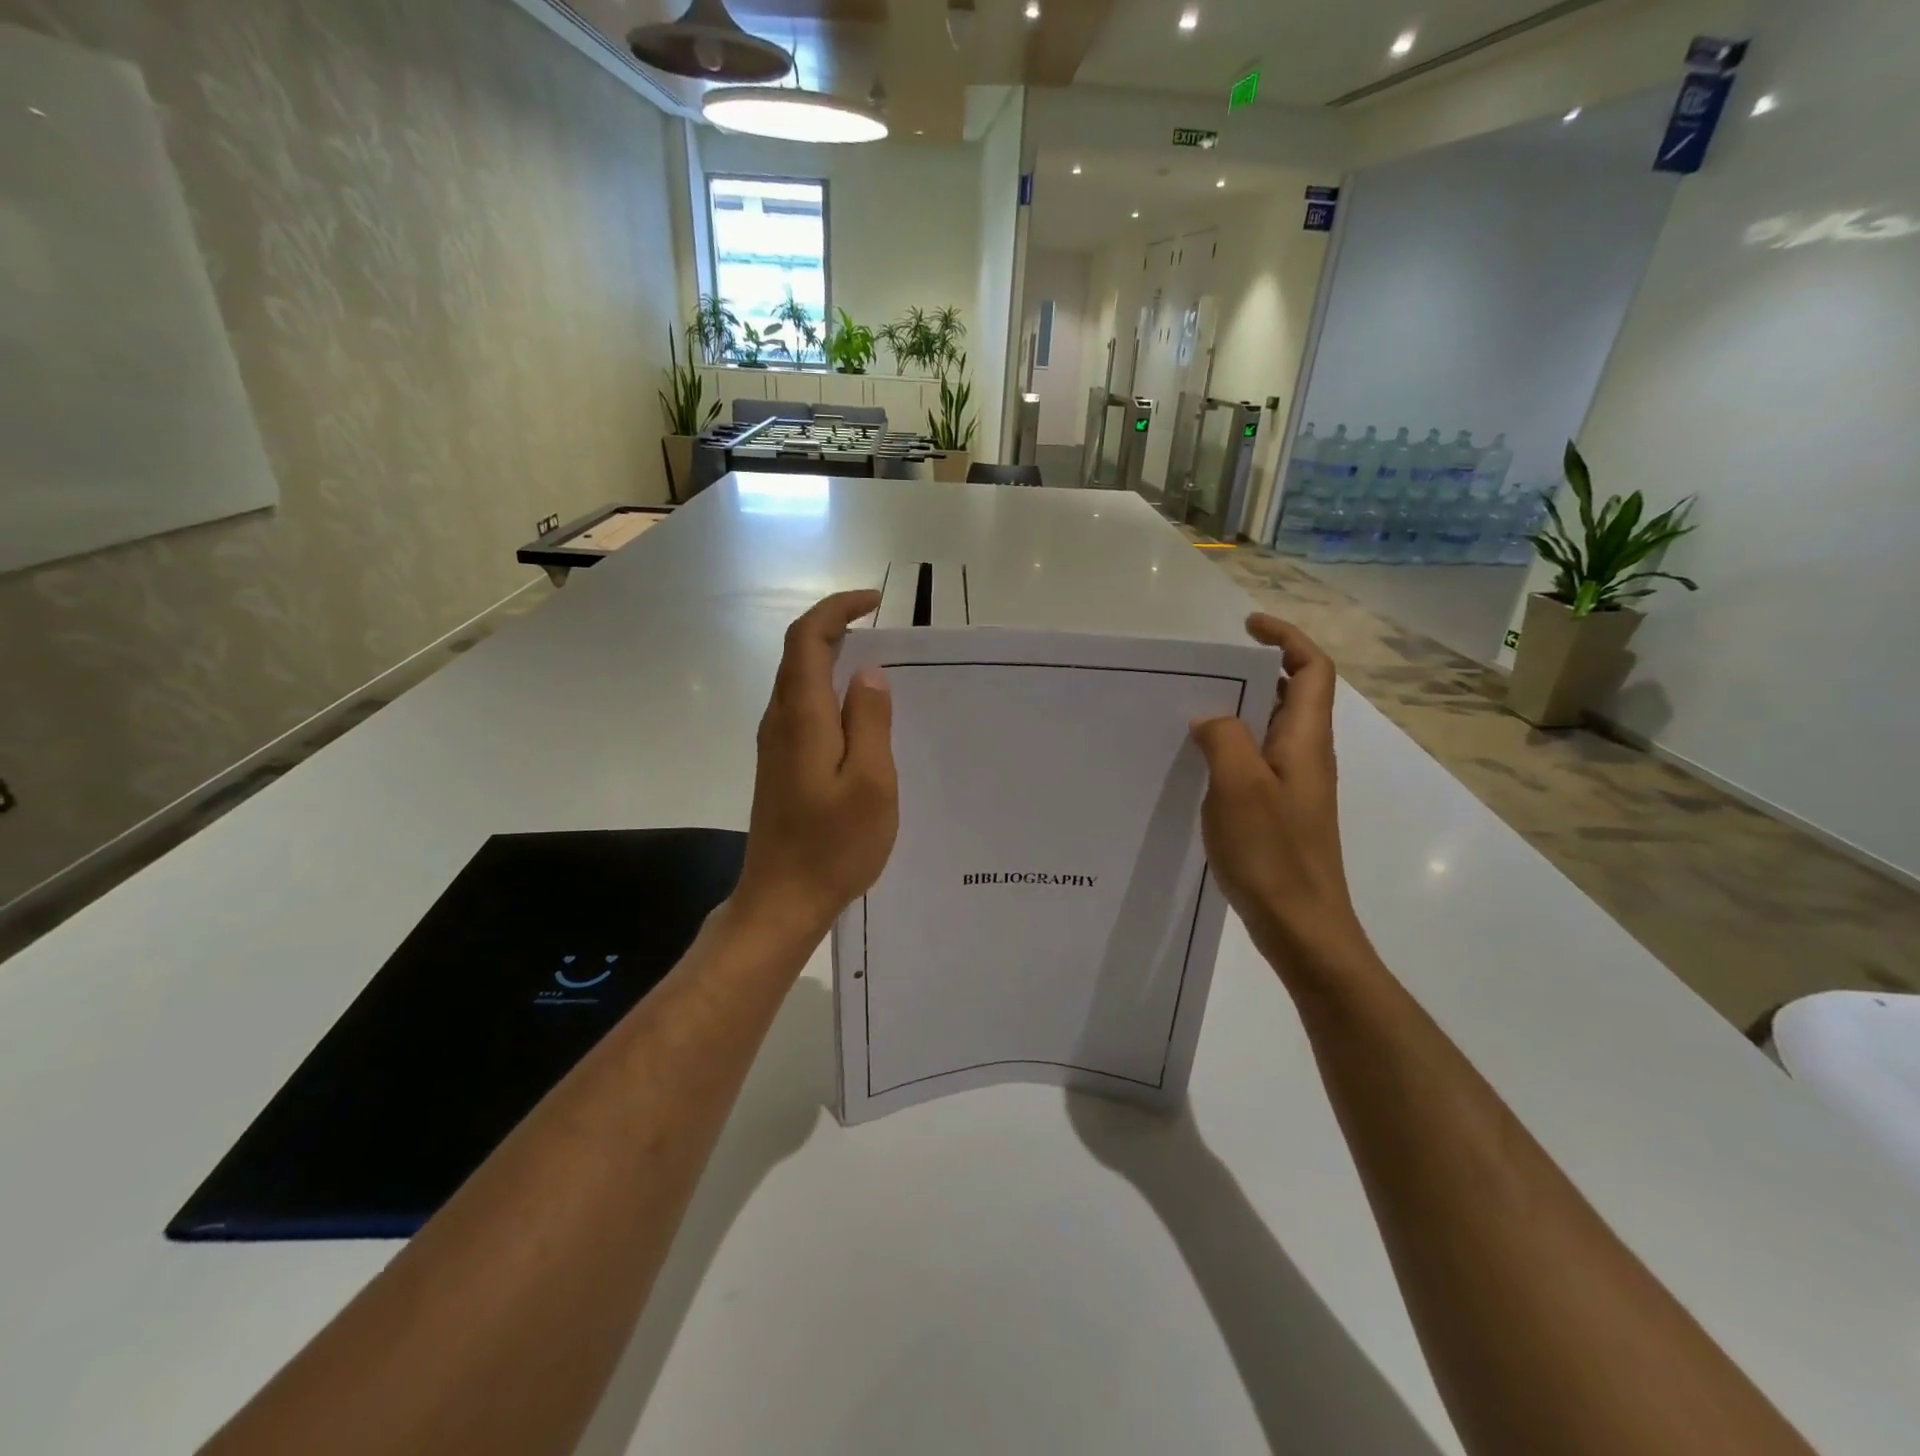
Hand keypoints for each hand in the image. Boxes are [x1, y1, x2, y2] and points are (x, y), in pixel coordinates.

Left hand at [734, 591, 897, 940]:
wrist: (782, 900)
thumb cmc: (833, 845)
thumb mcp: (870, 782)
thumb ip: (870, 721)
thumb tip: (868, 674)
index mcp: (802, 717)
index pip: (807, 639)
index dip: (836, 610)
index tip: (875, 602)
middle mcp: (780, 721)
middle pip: (798, 654)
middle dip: (835, 628)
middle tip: (881, 629)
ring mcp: (775, 745)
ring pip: (798, 682)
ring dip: (831, 660)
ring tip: (876, 665)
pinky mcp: (779, 766)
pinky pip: (801, 709)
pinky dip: (827, 691)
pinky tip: (857, 715)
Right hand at [1189, 615, 1365, 967]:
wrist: (1302, 926)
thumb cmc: (1273, 853)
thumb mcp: (1239, 786)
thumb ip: (1223, 738)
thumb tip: (1210, 718)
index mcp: (1306, 740)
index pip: (1311, 669)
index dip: (1286, 638)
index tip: (1246, 626)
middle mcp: (1307, 756)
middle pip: (1292, 694)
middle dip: (1255, 670)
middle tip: (1205, 670)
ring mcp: (1295, 786)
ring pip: (1271, 729)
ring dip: (1239, 710)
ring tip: (1191, 709)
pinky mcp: (1280, 812)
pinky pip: (1256, 762)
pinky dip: (1232, 748)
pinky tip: (1197, 764)